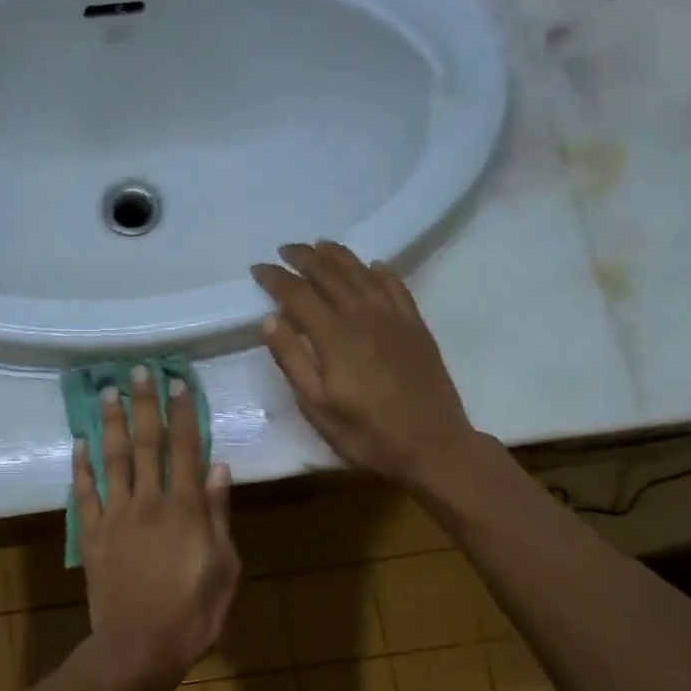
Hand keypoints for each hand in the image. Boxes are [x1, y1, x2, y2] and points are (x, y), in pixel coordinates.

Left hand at [73, 367, 239, 690]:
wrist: (138, 648)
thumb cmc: (193, 613)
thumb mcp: (224, 566)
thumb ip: (219, 515)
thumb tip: (219, 468)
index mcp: (185, 508)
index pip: (185, 449)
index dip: (183, 414)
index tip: (179, 383)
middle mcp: (148, 501)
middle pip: (145, 443)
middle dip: (144, 404)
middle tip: (140, 370)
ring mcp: (115, 516)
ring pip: (112, 459)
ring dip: (110, 423)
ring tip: (108, 391)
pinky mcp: (91, 535)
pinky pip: (84, 494)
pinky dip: (81, 467)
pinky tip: (79, 442)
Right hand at [252, 241, 479, 490]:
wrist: (432, 445)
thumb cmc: (366, 433)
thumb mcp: (317, 407)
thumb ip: (293, 360)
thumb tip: (270, 319)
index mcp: (335, 336)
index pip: (298, 294)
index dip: (276, 278)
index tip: (258, 268)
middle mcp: (364, 316)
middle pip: (330, 274)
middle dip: (305, 258)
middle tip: (285, 249)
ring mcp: (394, 318)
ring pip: (362, 273)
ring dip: (339, 255)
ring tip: (320, 245)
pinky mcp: (416, 327)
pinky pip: (396, 286)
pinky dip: (380, 271)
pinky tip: (372, 266)